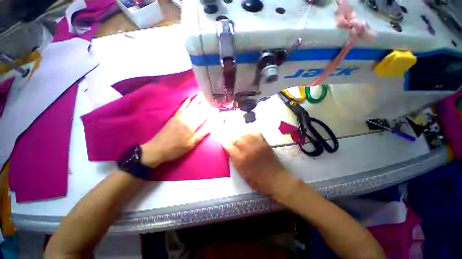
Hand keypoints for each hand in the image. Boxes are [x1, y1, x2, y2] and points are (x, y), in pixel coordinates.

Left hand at [140, 95, 213, 167]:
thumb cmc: (176, 149)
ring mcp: (179, 117)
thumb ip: (200, 135)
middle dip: (204, 102)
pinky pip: (181, 108)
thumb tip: (211, 128)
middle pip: (197, 109)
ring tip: (202, 94)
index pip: (202, 116)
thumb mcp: (190, 145)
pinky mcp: (173, 117)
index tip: (214, 105)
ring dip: (196, 100)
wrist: (157, 149)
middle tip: (209, 95)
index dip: (209, 111)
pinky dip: (185, 103)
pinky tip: (189, 98)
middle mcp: (186, 119)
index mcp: (191, 127)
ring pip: (190, 107)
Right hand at [222, 132, 297, 195]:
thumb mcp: (243, 175)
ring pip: (245, 134)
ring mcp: (257, 145)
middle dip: (232, 138)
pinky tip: (248, 132)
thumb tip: (230, 153)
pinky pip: (256, 133)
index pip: (229, 147)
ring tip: (239, 136)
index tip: (224, 142)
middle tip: (231, 139)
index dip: (225, 144)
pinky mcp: (264, 143)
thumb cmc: (258, 181)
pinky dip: (251, 131)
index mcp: (241, 160)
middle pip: (236, 139)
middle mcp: (248, 150)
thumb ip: (235, 162)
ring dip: (240, 134)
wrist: (276, 179)